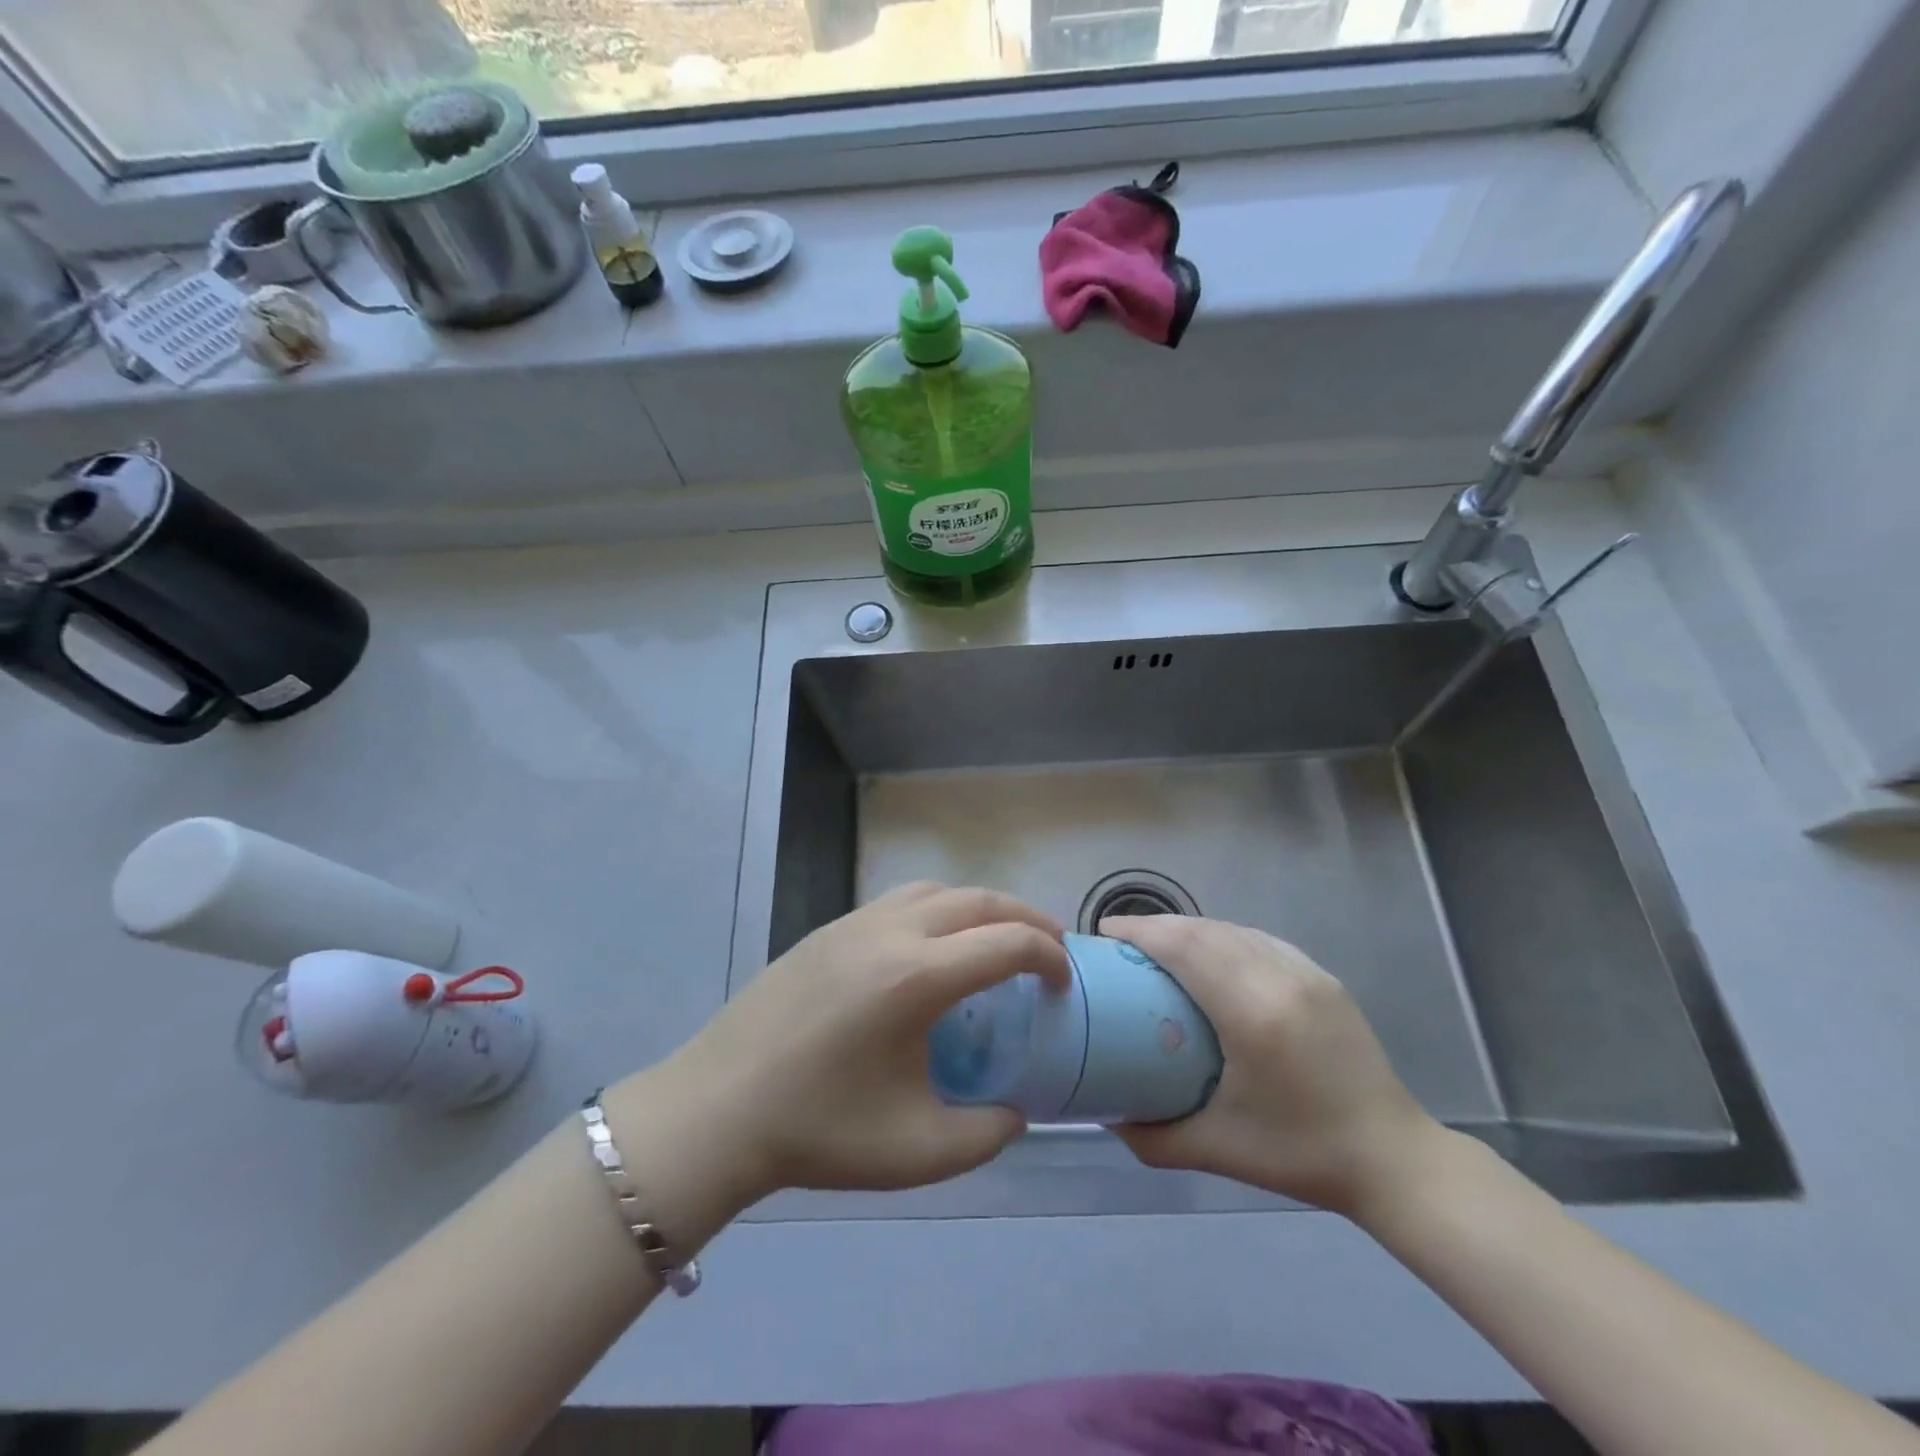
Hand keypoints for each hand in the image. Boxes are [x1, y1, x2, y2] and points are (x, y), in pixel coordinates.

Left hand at [626, 884, 1069, 1212]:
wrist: (717, 1110)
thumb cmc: (818, 1132)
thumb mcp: (917, 1152)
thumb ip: (986, 1135)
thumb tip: (1014, 1112)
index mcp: (917, 978)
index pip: (1007, 942)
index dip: (1049, 956)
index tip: (1065, 982)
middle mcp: (890, 933)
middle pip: (977, 899)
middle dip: (1025, 917)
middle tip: (1050, 947)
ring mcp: (853, 923)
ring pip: (935, 890)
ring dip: (978, 906)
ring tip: (995, 940)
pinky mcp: (826, 930)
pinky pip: (898, 902)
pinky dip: (937, 910)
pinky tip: (932, 951)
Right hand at [1101, 914, 1446, 1220]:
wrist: (1393, 1158)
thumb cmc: (1302, 1154)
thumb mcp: (1218, 1150)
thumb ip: (1153, 1136)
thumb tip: (1107, 1115)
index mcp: (1252, 1014)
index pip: (1185, 948)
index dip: (1141, 932)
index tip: (1105, 933)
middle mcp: (1279, 978)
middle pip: (1205, 930)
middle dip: (1157, 925)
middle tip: (1122, 939)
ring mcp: (1306, 972)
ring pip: (1233, 929)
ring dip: (1190, 927)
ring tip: (1158, 942)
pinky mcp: (1322, 977)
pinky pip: (1259, 939)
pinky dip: (1224, 936)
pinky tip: (1210, 952)